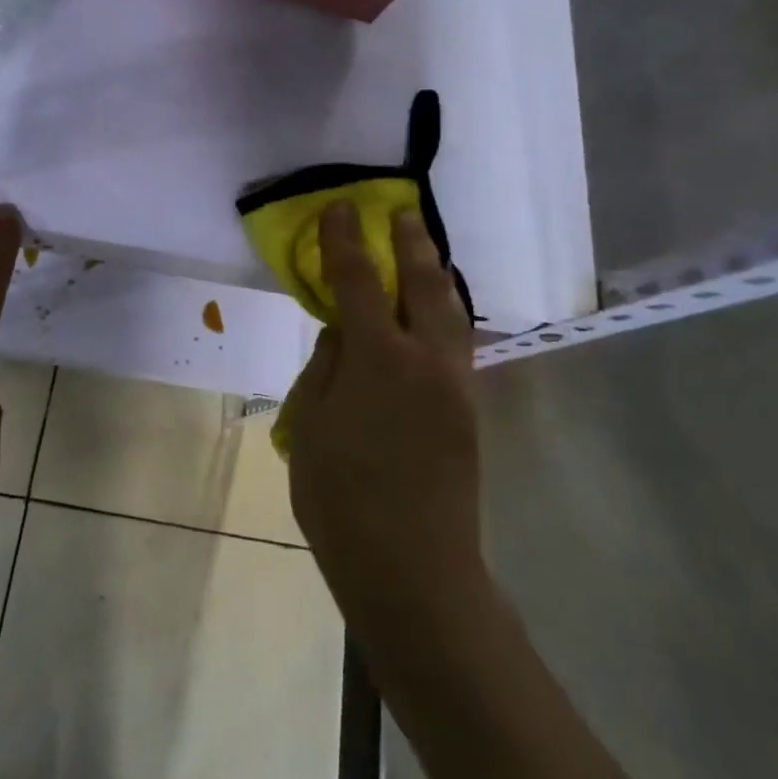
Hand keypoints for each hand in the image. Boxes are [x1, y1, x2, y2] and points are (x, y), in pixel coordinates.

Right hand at [285, 202, 485, 649]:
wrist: (414, 570)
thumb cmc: (342, 499)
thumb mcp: (309, 426)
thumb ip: (326, 368)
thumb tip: (344, 334)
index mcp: (380, 359)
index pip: (359, 281)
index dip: (345, 241)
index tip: (339, 208)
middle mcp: (427, 360)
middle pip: (424, 284)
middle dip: (411, 242)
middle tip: (401, 211)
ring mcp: (456, 385)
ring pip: (452, 311)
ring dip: (436, 274)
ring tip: (424, 250)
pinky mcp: (468, 410)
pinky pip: (457, 341)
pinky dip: (445, 311)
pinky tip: (434, 312)